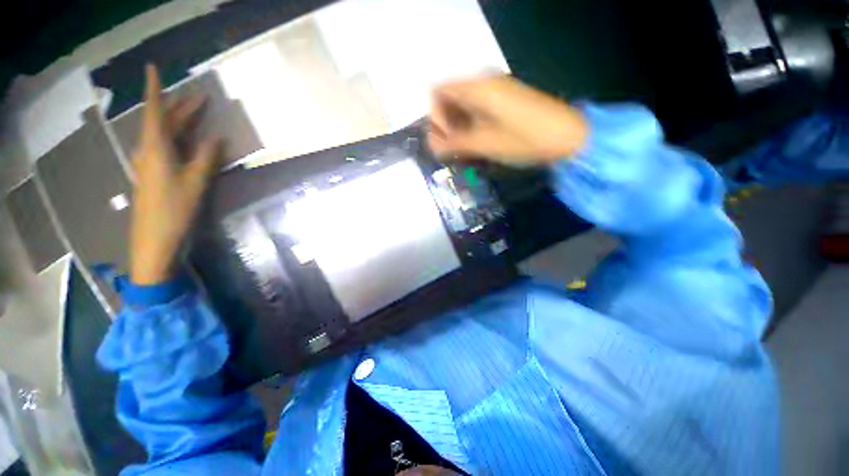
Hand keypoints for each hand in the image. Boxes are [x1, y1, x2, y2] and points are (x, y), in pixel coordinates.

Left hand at [130, 64, 221, 284]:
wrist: (155, 239)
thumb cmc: (175, 209)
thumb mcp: (196, 182)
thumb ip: (207, 158)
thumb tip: (217, 138)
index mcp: (156, 148)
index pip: (155, 111)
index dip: (155, 89)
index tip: (152, 67)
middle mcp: (149, 151)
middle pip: (162, 121)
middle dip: (179, 107)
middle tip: (201, 99)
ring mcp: (150, 163)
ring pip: (164, 134)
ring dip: (179, 122)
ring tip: (196, 115)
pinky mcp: (155, 174)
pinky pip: (166, 147)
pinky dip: (179, 138)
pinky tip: (189, 141)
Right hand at [427, 76, 588, 163]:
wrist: (568, 137)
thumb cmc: (524, 140)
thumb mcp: (484, 143)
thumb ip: (454, 143)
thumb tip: (431, 145)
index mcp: (477, 87)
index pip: (438, 92)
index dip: (435, 117)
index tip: (445, 140)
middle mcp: (484, 82)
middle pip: (449, 98)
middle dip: (445, 124)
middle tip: (452, 149)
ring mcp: (496, 91)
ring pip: (463, 105)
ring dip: (458, 127)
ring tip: (464, 150)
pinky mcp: (505, 102)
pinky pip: (477, 109)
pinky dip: (471, 126)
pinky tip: (476, 143)